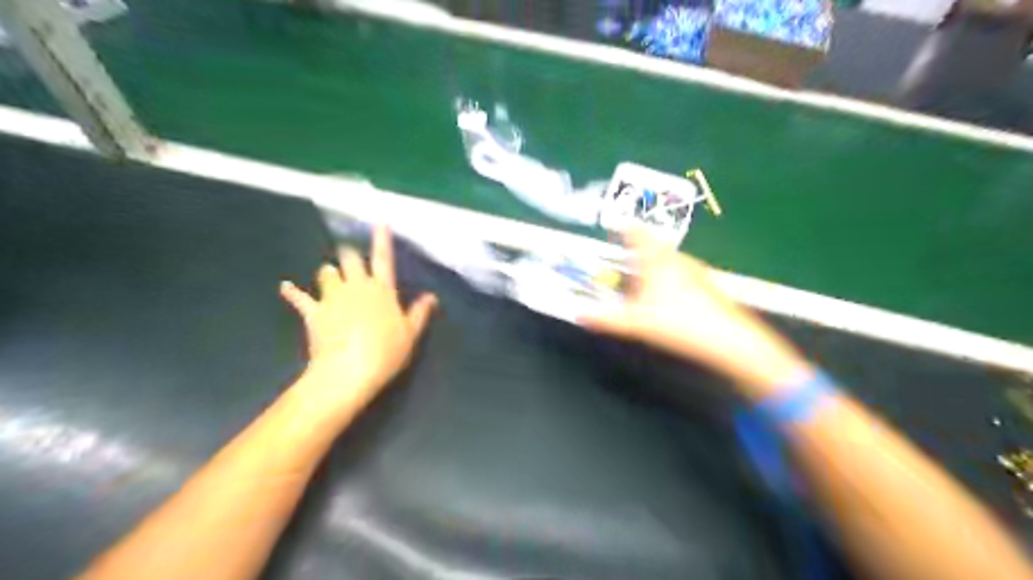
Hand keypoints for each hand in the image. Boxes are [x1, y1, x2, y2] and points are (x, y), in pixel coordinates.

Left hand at [278, 224, 434, 407]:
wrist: (349, 369)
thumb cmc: (386, 351)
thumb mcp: (410, 334)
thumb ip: (420, 312)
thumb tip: (432, 296)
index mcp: (382, 290)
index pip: (383, 259)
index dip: (381, 239)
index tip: (379, 222)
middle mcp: (357, 286)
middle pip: (350, 259)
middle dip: (349, 254)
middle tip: (349, 255)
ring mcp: (332, 297)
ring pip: (327, 273)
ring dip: (329, 272)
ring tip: (329, 274)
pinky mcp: (313, 311)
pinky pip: (299, 297)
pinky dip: (292, 292)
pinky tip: (286, 287)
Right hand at [579, 232, 805, 397]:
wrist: (731, 340)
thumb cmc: (679, 323)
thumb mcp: (636, 323)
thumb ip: (605, 318)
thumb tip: (577, 314)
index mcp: (658, 259)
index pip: (637, 232)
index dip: (624, 227)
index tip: (613, 226)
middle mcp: (678, 258)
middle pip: (652, 246)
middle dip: (635, 252)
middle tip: (620, 263)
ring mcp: (696, 270)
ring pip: (668, 261)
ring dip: (652, 266)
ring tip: (640, 284)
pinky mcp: (708, 285)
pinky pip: (681, 273)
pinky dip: (668, 279)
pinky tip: (668, 300)